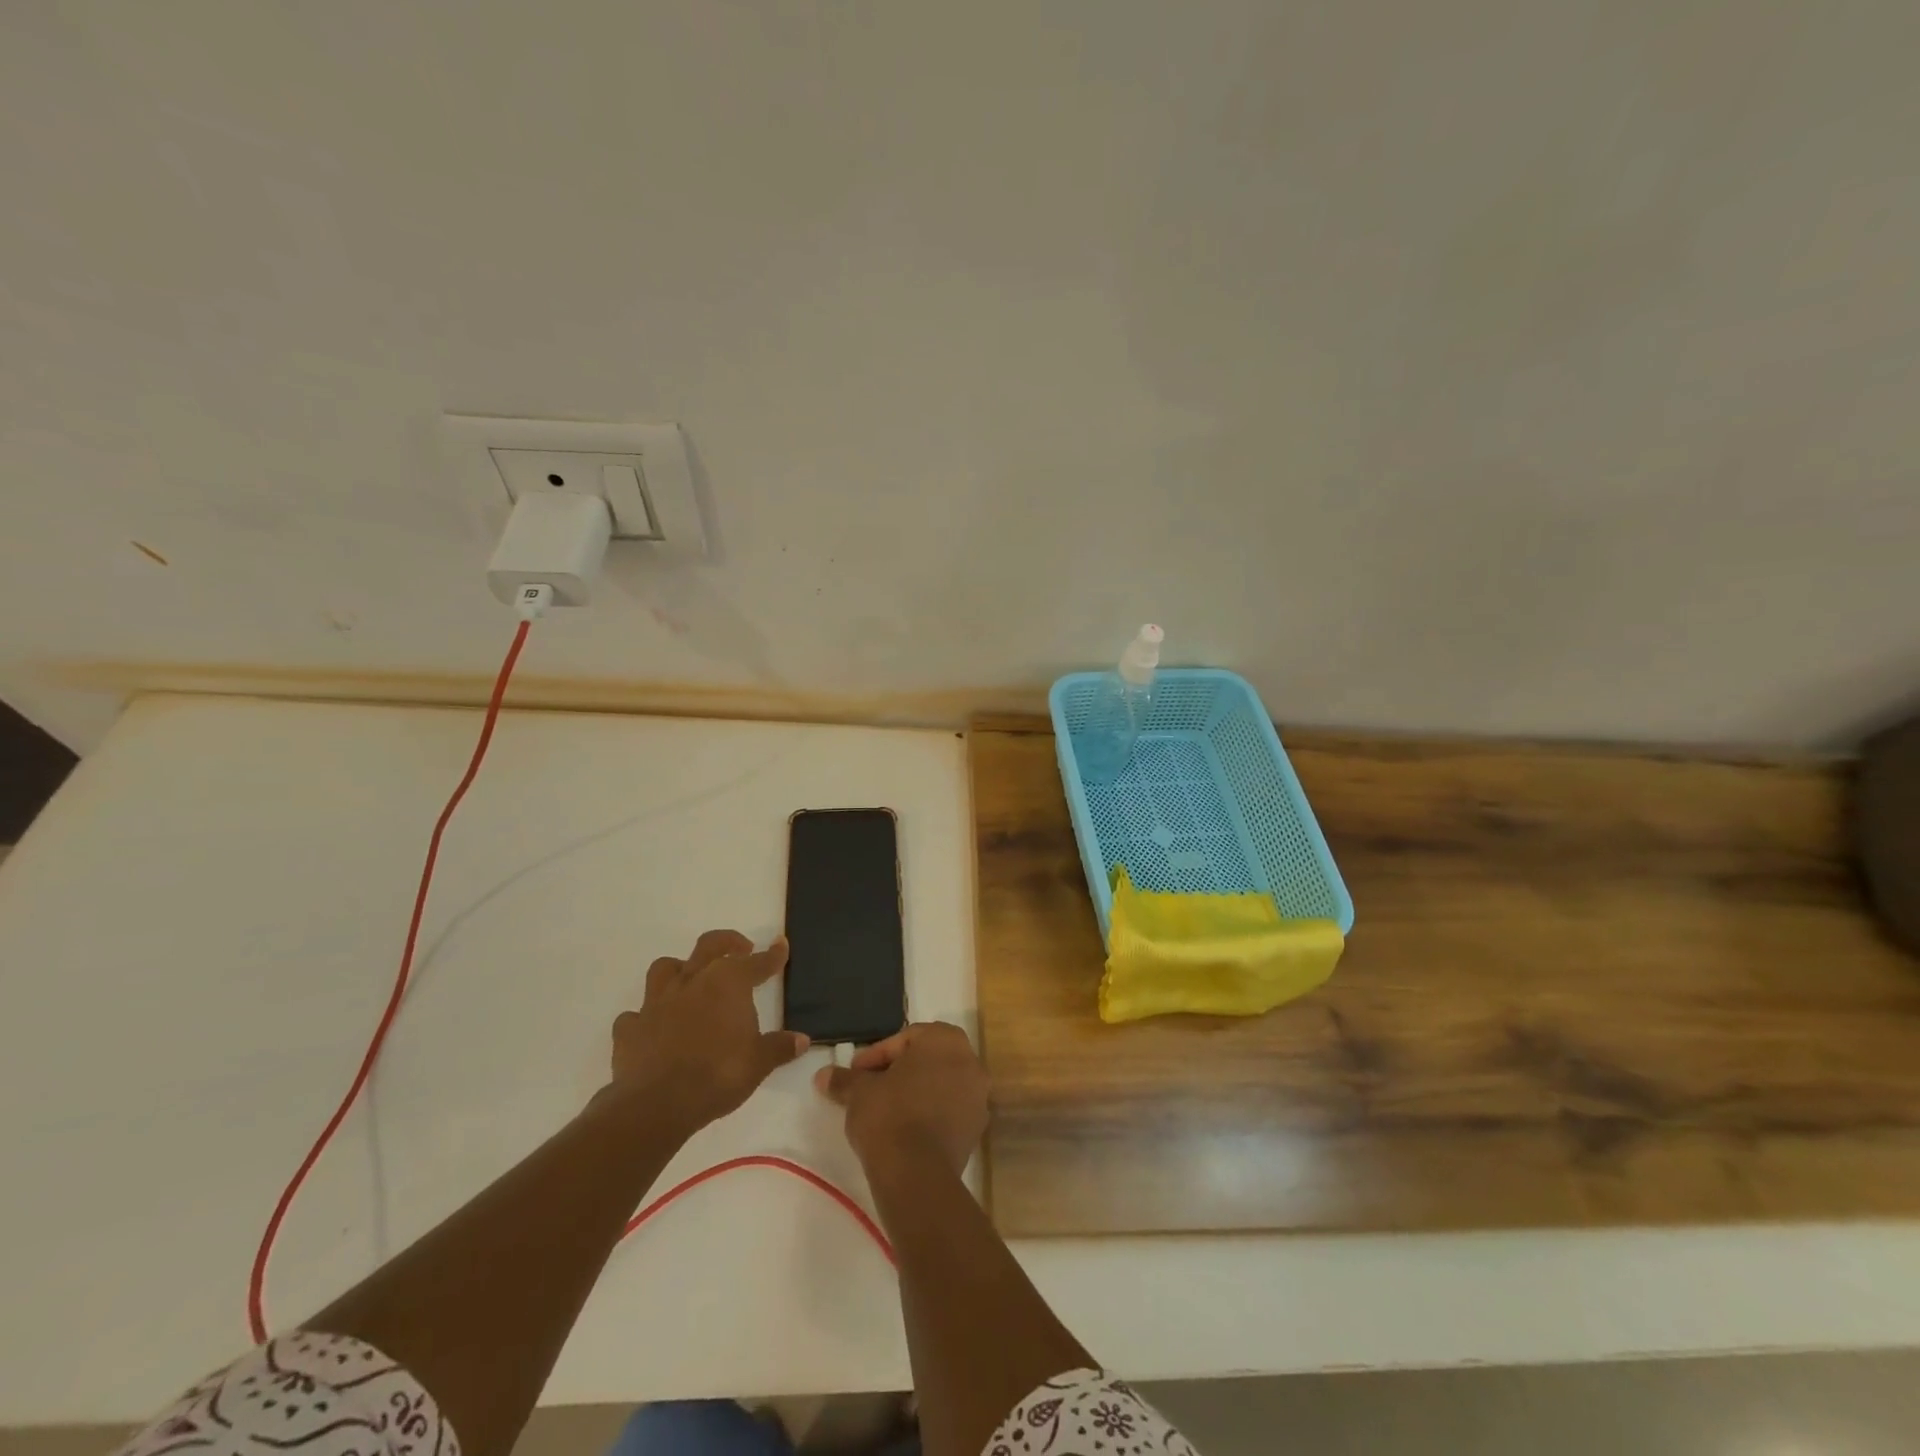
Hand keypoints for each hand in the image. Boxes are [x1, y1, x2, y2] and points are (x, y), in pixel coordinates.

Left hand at [608, 929, 807, 1135]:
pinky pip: (636, 1014)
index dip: (772, 955)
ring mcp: (656, 1002)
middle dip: (727, 942)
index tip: (781, 945)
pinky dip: (646, 1017)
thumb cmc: (718, 1075)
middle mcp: (692, 981)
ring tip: (690, 980)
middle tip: (741, 949)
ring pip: (665, 968)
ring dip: (680, 969)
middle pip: (709, 946)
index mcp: (728, 983)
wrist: (657, 1105)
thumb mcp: (759, 1063)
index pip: (757, 962)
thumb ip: (779, 1047)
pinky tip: (654, 1027)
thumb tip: (802, 1039)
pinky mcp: (630, 1028)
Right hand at [815, 1021, 988, 1176]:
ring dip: (914, 1092)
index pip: (906, 1039)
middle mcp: (969, 1061)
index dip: (876, 1056)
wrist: (917, 1174)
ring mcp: (978, 1096)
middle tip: (870, 1087)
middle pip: (926, 1059)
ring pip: (940, 1084)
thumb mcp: (859, 1092)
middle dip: (897, 1071)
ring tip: (885, 1110)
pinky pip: (949, 1110)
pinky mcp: (977, 1129)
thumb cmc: (889, 1115)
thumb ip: (844, 1079)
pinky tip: (905, 1129)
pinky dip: (929, 1113)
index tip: (856, 1073)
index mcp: (945, 1039)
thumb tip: (823, 1075)